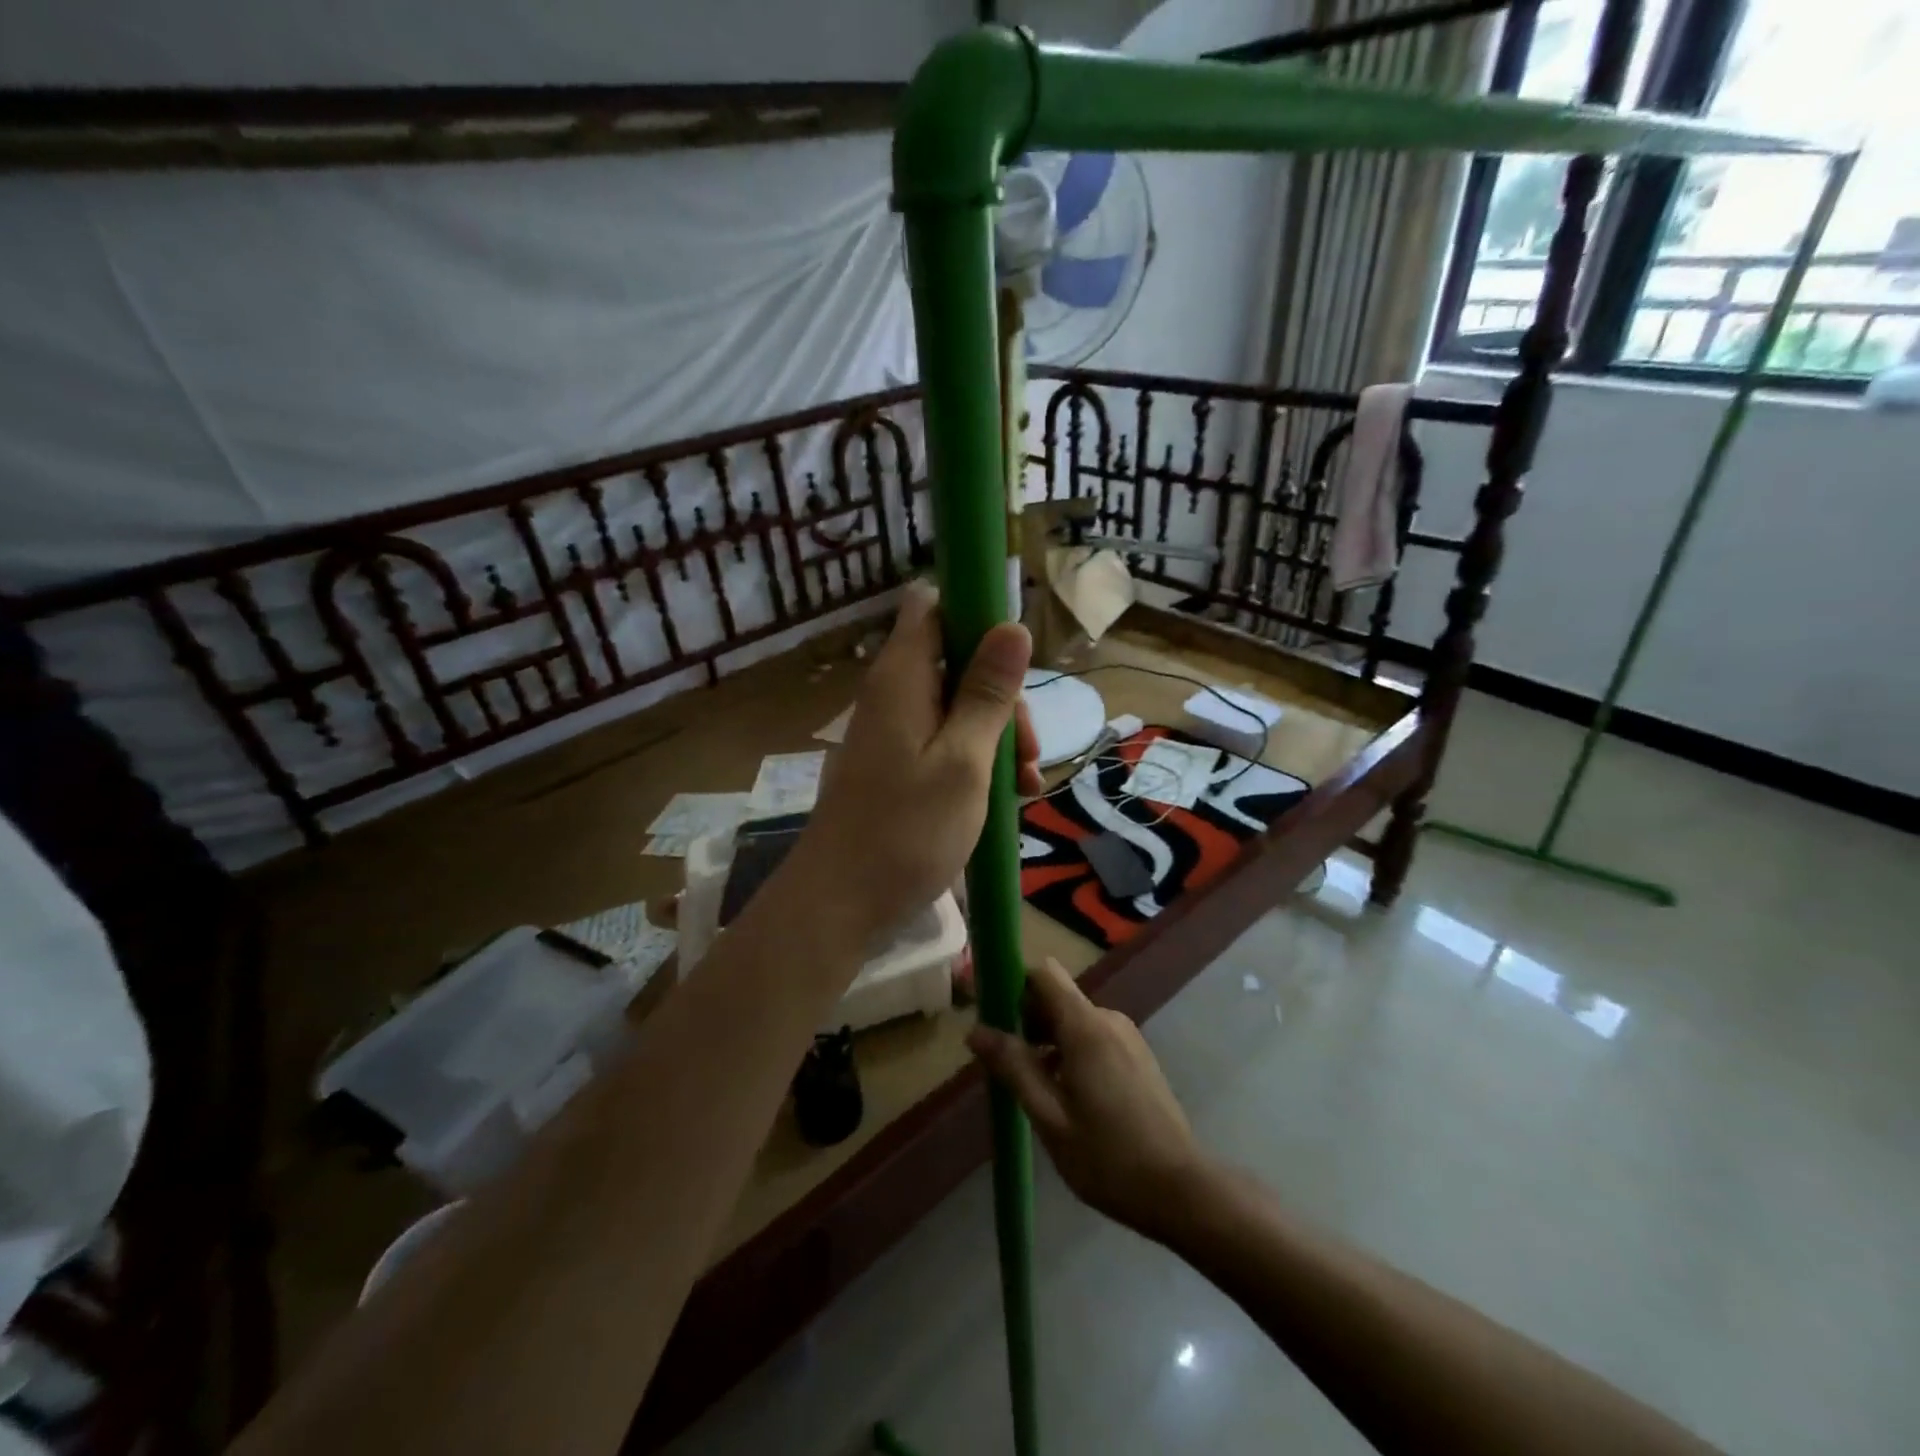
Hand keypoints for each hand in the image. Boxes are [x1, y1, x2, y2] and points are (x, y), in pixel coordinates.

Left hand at [795, 583, 1042, 947]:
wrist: (841, 905)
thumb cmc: (907, 831)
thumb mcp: (964, 760)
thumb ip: (988, 692)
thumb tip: (1012, 624)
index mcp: (903, 677)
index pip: (933, 606)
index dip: (976, 614)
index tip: (1016, 655)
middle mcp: (894, 694)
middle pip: (958, 661)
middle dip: (1003, 696)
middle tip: (1027, 749)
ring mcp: (894, 732)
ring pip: (958, 707)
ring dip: (998, 736)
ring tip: (1026, 786)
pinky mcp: (897, 766)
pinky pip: (945, 742)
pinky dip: (977, 761)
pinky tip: (1007, 798)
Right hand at [968, 957, 1204, 1241]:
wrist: (1182, 1190)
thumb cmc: (1108, 1157)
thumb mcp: (1049, 1117)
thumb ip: (1013, 1068)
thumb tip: (975, 1030)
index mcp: (1086, 1027)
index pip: (1043, 973)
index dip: (1013, 984)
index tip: (990, 1014)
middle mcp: (1108, 1020)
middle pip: (1056, 998)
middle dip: (1025, 1021)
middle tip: (1003, 1064)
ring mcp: (1127, 1037)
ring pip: (1073, 1021)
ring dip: (1046, 1042)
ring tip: (1030, 1087)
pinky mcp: (1137, 1057)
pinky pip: (1093, 1038)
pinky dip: (1069, 1053)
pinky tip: (1064, 1097)